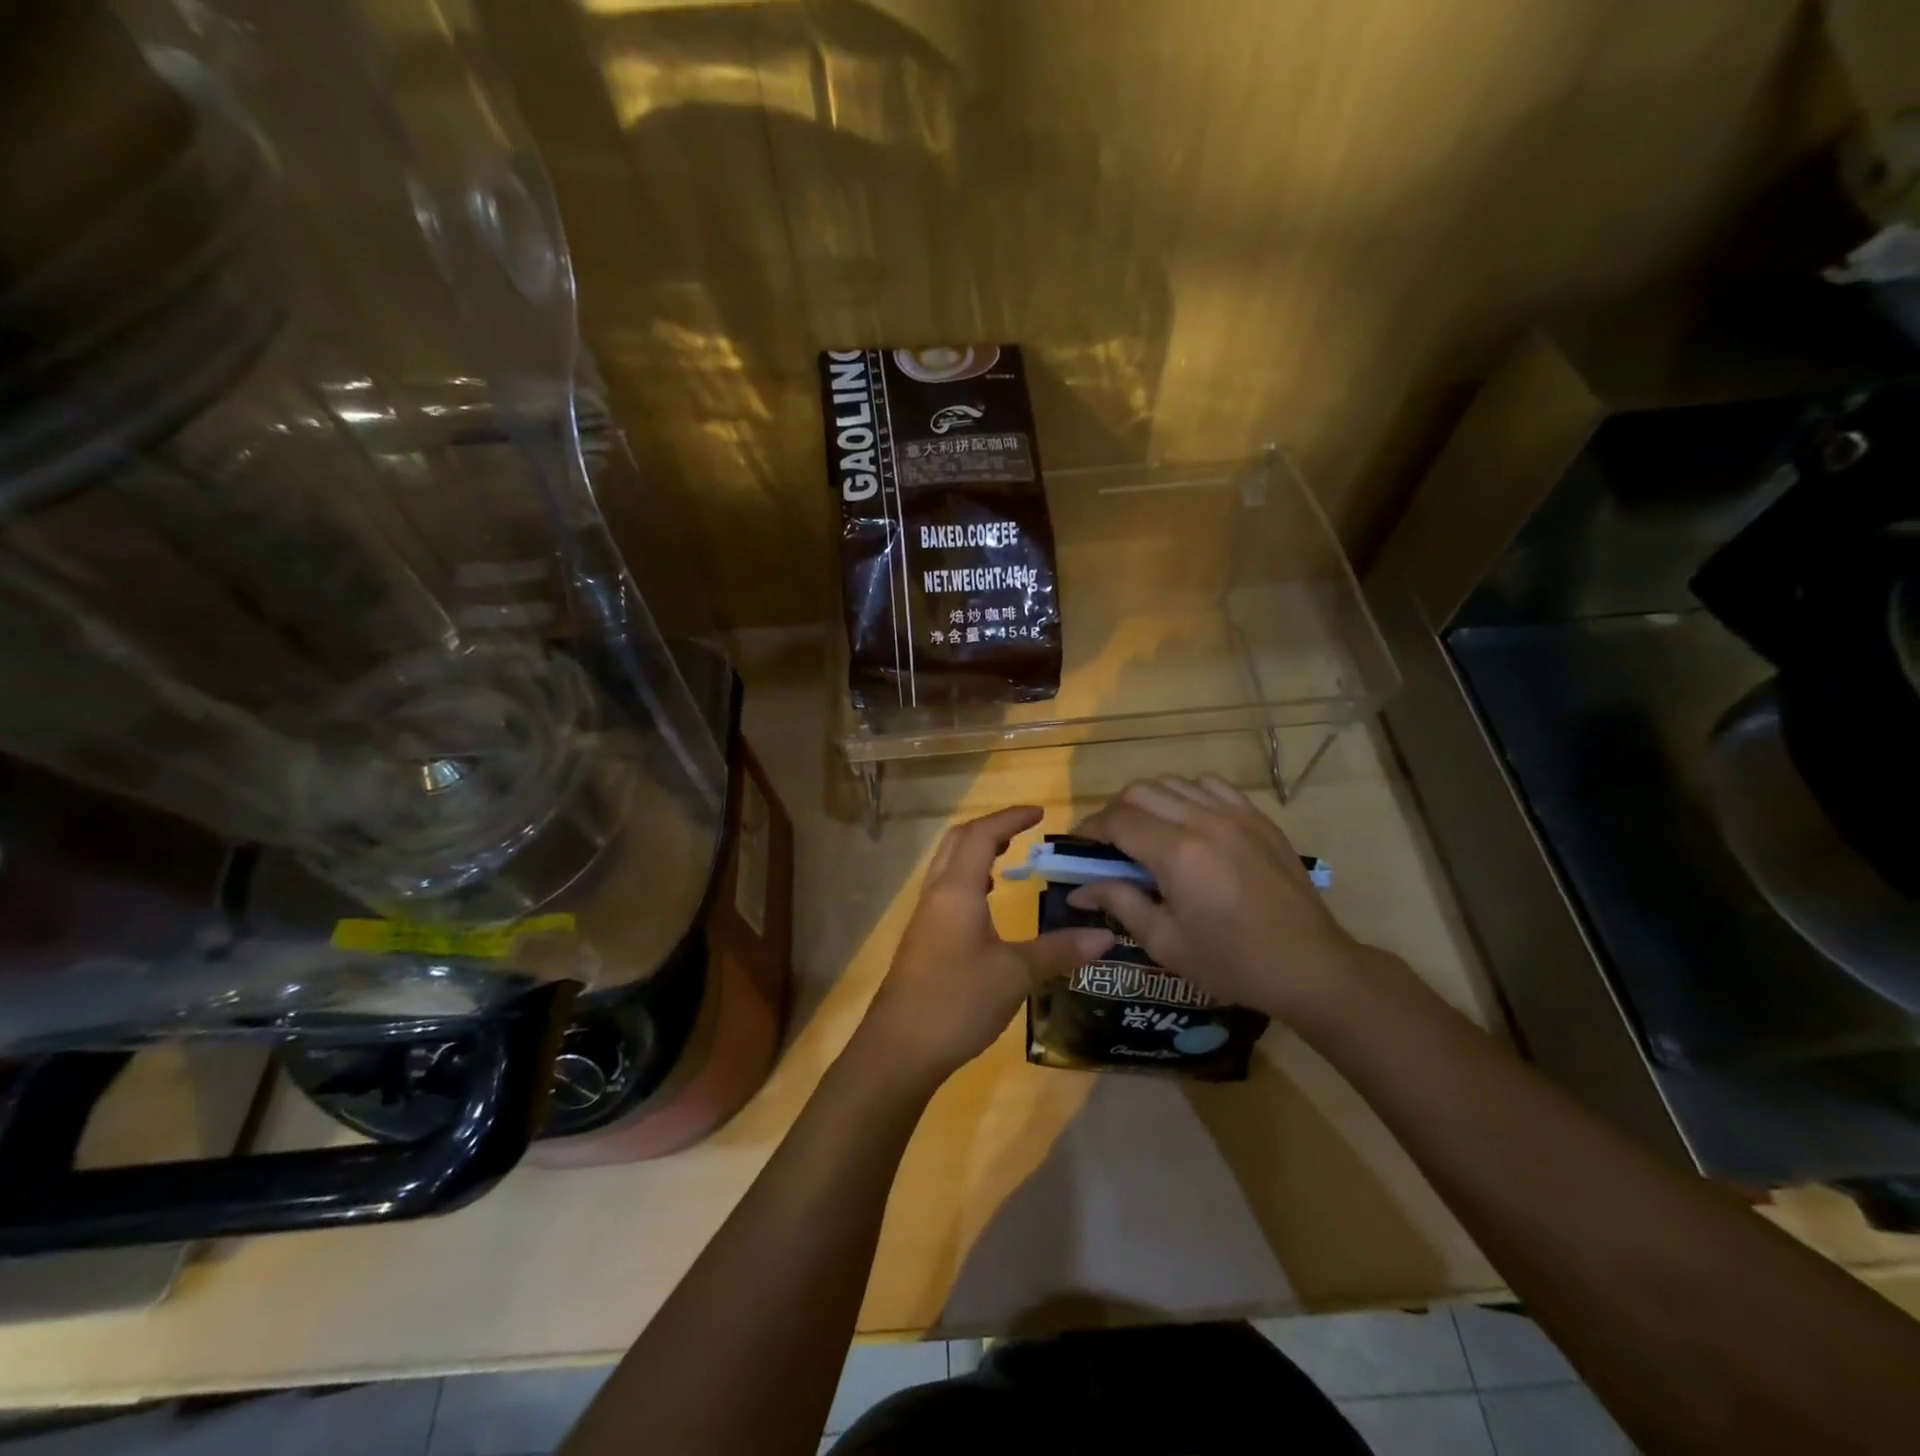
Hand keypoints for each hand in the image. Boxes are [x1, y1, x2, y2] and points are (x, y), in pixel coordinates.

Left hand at [860, 805, 1114, 1087]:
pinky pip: (945, 891)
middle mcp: (936, 894)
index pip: (982, 836)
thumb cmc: (957, 1001)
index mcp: (957, 890)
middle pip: (958, 842)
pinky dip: (968, 880)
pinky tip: (985, 904)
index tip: (1040, 812)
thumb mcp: (1015, 975)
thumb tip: (1106, 936)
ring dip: (975, 852)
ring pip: (948, 866)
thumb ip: (1059, 951)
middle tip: (1023, 830)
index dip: (1010, 818)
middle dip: (990, 828)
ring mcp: (925, 918)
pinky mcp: (922, 940)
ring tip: (1007, 859)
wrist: (899, 1049)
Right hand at [1069, 776, 1372, 1024]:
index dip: (1090, 828)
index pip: (1117, 820)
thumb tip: (1080, 888)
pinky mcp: (1258, 817)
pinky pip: (1211, 786)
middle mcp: (1203, 820)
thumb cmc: (1232, 963)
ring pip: (1173, 782)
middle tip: (1109, 844)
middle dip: (1115, 811)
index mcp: (1177, 853)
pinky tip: (1188, 822)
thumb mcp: (1166, 943)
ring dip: (1149, 801)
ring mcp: (1235, 814)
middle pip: (1140, 791)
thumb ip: (1120, 904)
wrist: (1311, 967)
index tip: (1078, 846)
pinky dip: (1188, 795)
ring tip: (1146, 832)